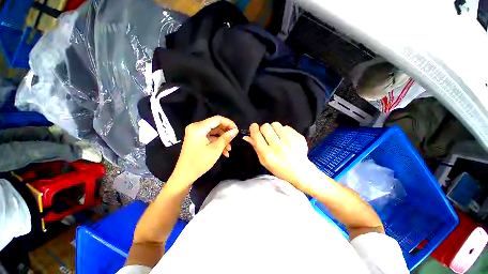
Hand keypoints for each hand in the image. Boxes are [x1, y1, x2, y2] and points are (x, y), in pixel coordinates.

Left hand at [170, 116, 237, 184]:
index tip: (236, 130)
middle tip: (234, 139)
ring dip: (222, 139)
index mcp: (199, 127)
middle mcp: (196, 127)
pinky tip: (224, 151)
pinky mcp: (196, 138)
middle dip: (226, 133)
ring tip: (229, 149)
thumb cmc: (200, 162)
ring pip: (214, 132)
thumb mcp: (215, 150)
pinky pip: (209, 137)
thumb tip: (235, 130)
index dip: (229, 123)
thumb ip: (226, 138)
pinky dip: (217, 142)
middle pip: (215, 125)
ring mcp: (196, 133)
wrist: (184, 175)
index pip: (217, 119)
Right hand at [243, 122, 316, 190]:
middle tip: (267, 134)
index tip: (254, 127)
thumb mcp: (264, 161)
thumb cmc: (279, 168)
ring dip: (274, 129)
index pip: (257, 135)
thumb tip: (246, 136)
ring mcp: (290, 141)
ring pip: (276, 124)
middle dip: (264, 129)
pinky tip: (286, 139)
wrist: (300, 171)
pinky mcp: (298, 137)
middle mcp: (278, 147)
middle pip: (266, 126)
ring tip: (277, 136)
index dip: (253, 129)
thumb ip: (255, 148)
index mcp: (268, 154)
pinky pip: (286, 127)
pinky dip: (284, 131)